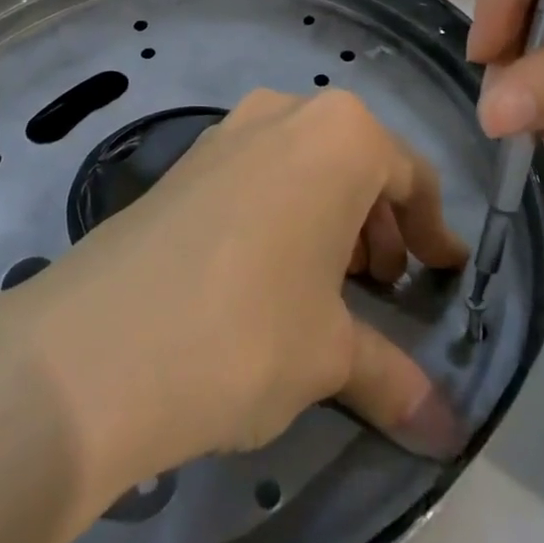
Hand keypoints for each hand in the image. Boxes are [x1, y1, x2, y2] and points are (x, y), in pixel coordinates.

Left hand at [0, 88, 471, 499]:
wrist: (98, 343)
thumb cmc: (248, 328)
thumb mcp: (330, 354)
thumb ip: (394, 376)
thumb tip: (445, 430)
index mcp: (340, 135)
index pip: (410, 174)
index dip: (433, 228)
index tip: (445, 272)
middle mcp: (286, 112)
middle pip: (357, 162)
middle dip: (378, 224)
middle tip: (382, 287)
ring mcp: (230, 128)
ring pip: (304, 164)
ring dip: (329, 217)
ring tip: (327, 286)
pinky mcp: (187, 159)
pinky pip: (257, 172)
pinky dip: (281, 210)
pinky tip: (267, 272)